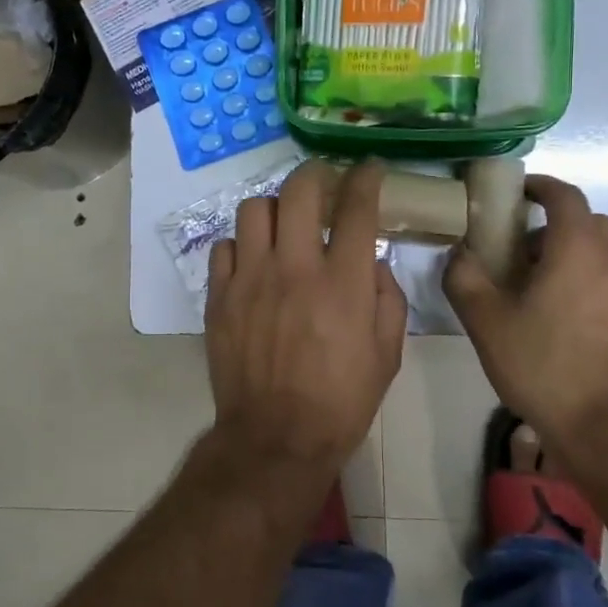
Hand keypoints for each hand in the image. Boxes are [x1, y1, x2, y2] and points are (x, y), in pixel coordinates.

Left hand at [204, 160, 407, 477]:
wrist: (275, 438)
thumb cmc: (341, 400)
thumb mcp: (387, 354)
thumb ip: (386, 298)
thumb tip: (371, 262)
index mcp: (341, 283)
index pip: (355, 207)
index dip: (365, 177)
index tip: (368, 168)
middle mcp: (294, 268)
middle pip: (298, 190)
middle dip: (315, 174)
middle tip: (323, 184)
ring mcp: (250, 279)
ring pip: (253, 209)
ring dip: (274, 208)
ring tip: (283, 225)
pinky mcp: (219, 296)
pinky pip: (224, 247)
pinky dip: (241, 245)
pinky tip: (253, 262)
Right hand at [443, 176, 607, 463]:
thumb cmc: (544, 367)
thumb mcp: (486, 322)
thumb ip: (464, 277)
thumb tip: (460, 254)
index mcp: (580, 247)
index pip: (564, 195)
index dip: (541, 187)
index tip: (520, 194)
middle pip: (592, 224)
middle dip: (560, 229)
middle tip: (529, 256)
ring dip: (586, 262)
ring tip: (558, 296)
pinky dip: (607, 293)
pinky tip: (587, 330)